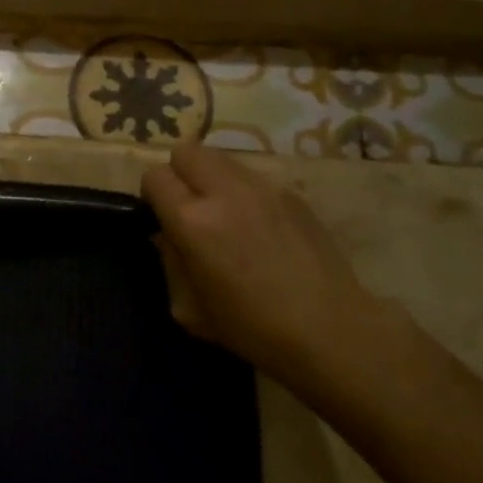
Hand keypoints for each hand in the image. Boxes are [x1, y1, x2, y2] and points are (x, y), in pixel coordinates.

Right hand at [141, 144, 412, 383]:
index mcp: (193, 221)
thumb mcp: (190, 307)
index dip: (153, 195)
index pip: (155, 176)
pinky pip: (253, 177)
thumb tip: (167, 234)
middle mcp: (225, 192)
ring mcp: (263, 188)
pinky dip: (244, 192)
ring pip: (220, 158)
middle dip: (180, 174)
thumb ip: (170, 260)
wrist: (329, 331)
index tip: (162, 217)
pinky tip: (260, 227)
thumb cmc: (252, 328)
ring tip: (226, 214)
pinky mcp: (292, 193)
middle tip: (190, 206)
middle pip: (186, 151)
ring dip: (212, 178)